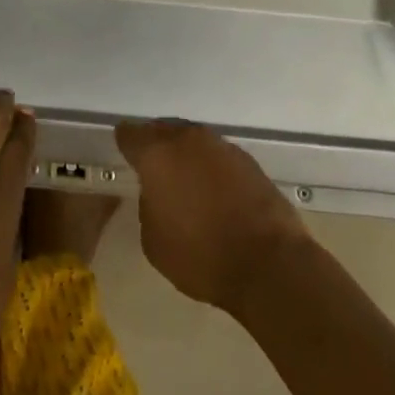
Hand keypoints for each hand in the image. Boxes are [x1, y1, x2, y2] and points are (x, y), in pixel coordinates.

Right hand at [116, 119, 308, 315]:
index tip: (124, 152)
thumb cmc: (202, 256)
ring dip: (186, 155)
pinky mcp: (247, 160)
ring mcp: (220, 145)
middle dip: (156, 145)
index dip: (125, 142)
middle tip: (155, 167)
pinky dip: (211, 168)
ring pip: (192, 141)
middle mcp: (186, 139)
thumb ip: (148, 207)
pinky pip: (218, 156)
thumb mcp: (154, 242)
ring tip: (186, 180)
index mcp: (157, 154)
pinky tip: (215, 191)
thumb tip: (158, 194)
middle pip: (162, 130)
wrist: (269, 264)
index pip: (130, 134)